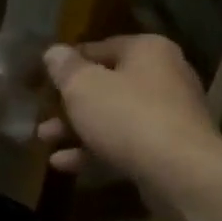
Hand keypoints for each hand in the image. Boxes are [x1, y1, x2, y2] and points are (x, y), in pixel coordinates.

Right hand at [37, 35, 221, 187]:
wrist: (181, 173)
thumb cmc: (127, 116)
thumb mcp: (83, 87)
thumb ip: (64, 68)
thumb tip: (54, 52)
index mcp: (147, 50)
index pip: (98, 47)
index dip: (66, 63)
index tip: (40, 79)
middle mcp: (164, 76)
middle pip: (106, 85)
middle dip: (69, 102)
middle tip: (41, 113)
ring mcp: (169, 115)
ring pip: (113, 117)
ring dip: (77, 129)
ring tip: (44, 139)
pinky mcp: (168, 149)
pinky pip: (125, 143)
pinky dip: (95, 150)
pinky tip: (62, 164)